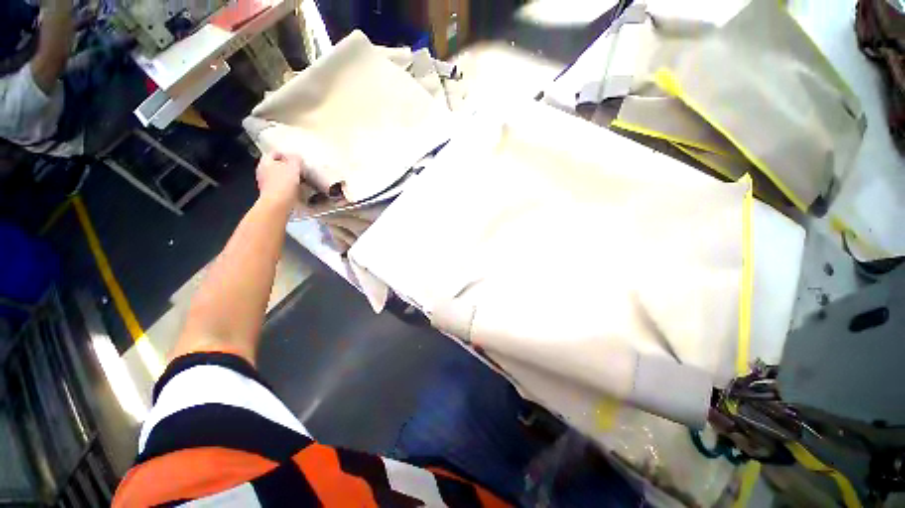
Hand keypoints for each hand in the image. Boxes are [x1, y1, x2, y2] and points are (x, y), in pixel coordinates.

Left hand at [256, 153, 304, 207]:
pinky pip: (281, 187)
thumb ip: (295, 159)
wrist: (278, 204)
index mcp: (265, 162)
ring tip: (300, 180)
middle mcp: (262, 171)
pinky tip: (297, 190)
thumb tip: (296, 157)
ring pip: (279, 176)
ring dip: (288, 177)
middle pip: (276, 165)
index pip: (275, 153)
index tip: (297, 159)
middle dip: (288, 167)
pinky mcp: (271, 194)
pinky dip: (288, 187)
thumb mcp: (293, 167)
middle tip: (299, 170)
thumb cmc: (284, 183)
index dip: (287, 154)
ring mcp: (265, 184)